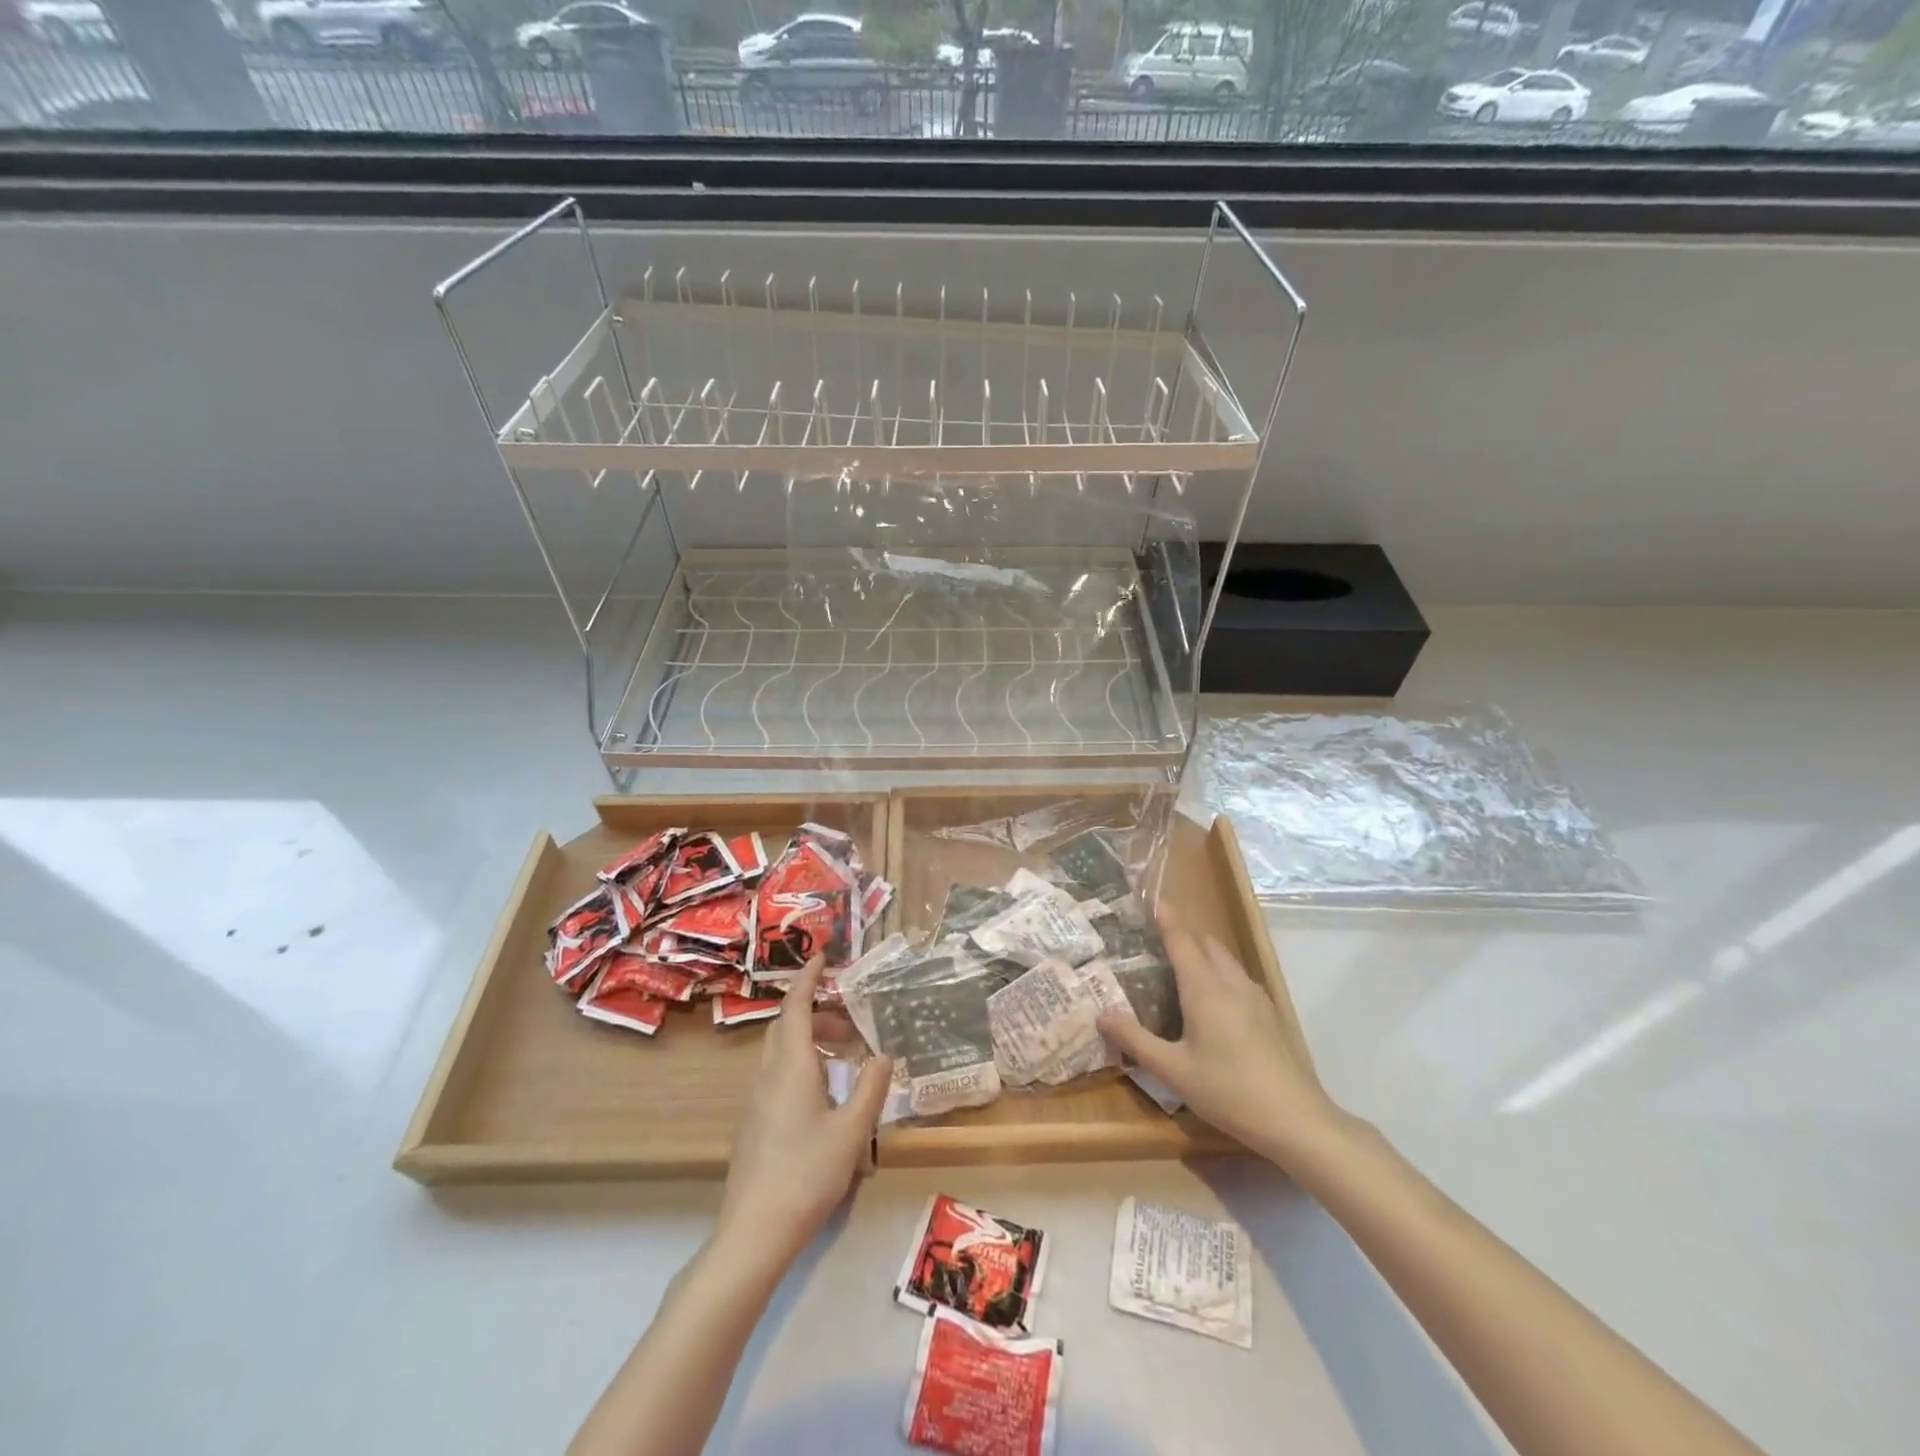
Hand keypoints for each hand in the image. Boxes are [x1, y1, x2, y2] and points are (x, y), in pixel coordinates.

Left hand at [717, 957, 893, 1265]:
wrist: (754, 1231)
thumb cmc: (807, 1173)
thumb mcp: (852, 1131)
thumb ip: (871, 1088)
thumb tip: (885, 1054)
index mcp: (791, 1066)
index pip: (796, 1006)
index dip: (808, 978)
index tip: (822, 957)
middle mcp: (769, 1074)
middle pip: (787, 1026)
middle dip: (817, 1011)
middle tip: (850, 1019)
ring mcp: (756, 1099)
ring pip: (781, 1051)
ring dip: (810, 1039)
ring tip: (844, 1054)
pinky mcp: (754, 1122)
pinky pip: (777, 1073)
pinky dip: (801, 1063)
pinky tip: (824, 1091)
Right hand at [1098, 910, 1345, 1166]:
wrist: (1295, 1119)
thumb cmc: (1227, 1090)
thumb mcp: (1172, 1070)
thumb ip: (1134, 1040)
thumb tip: (1101, 1014)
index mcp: (1204, 988)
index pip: (1182, 940)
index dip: (1166, 918)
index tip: (1152, 900)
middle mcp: (1230, 982)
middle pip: (1206, 943)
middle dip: (1183, 933)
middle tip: (1157, 937)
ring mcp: (1255, 997)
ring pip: (1225, 959)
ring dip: (1204, 952)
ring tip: (1182, 964)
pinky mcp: (1270, 1014)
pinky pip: (1239, 977)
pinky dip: (1220, 971)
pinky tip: (1214, 998)